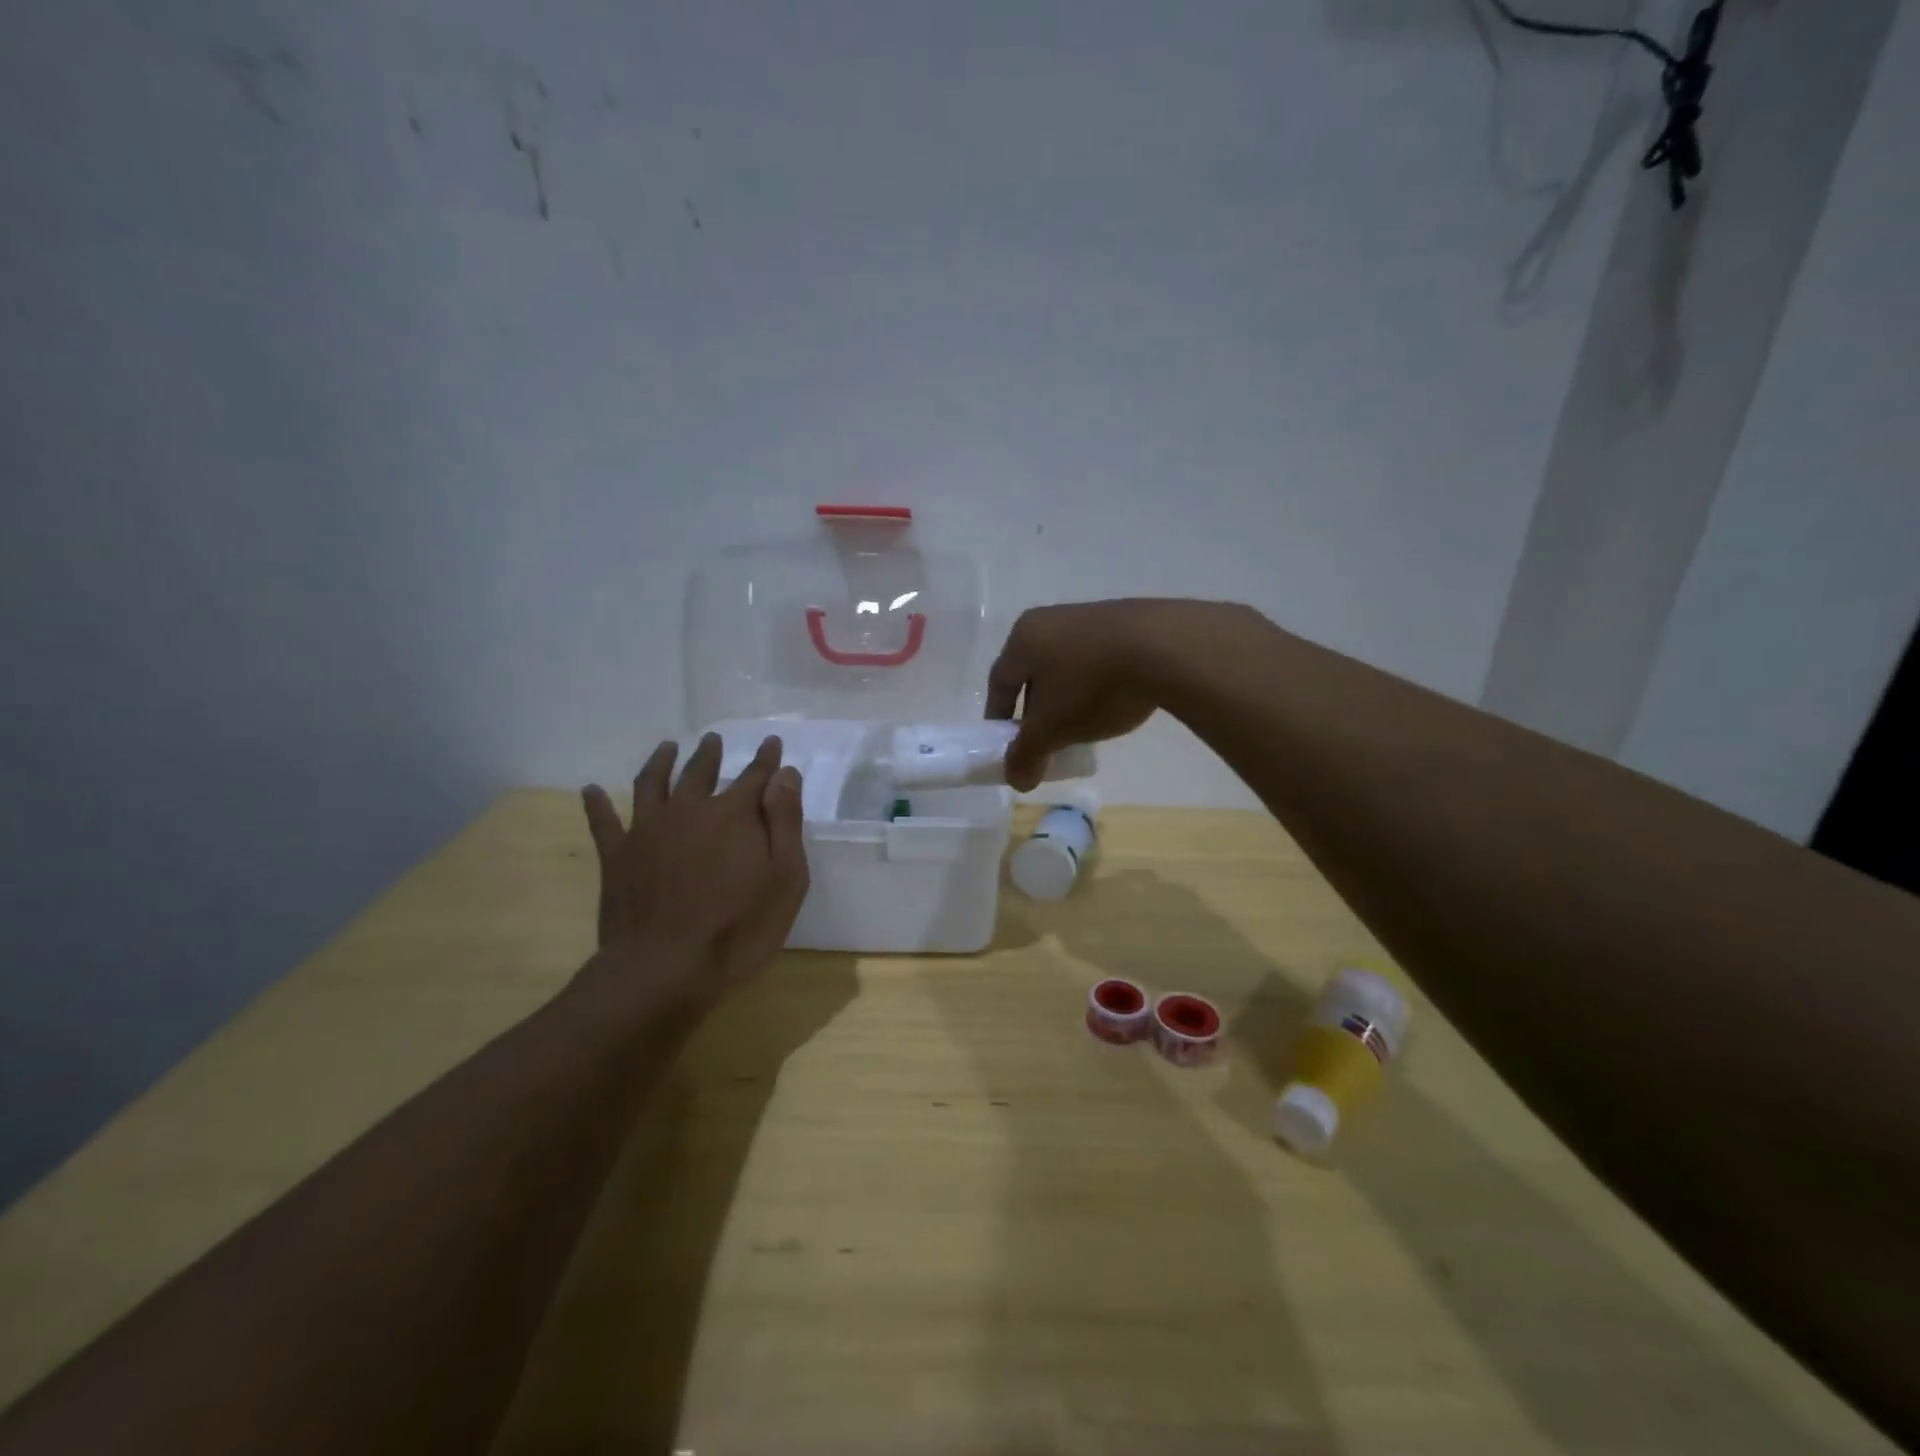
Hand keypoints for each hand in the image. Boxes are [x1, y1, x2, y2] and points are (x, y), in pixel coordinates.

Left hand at [579, 733, 808, 1005]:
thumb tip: (784, 775)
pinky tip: (590, 790)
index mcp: (733, 815)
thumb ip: (785, 823)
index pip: (755, 776)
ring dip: (661, 762)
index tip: (772, 742)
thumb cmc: (738, 929)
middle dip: (710, 753)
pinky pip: (603, 821)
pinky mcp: (617, 856)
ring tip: (667, 748)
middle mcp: (688, 810)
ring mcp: (647, 830)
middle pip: (700, 771)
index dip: (766, 759)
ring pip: (652, 783)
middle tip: (714, 739)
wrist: (664, 969)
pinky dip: (596, 804)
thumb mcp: (785, 879)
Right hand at [987, 599, 1244, 789]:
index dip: (997, 717)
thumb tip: (1016, 781)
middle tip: (1045, 742)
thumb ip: (1027, 755)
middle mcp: (1050, 619)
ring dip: (1067, 699)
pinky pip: (1098, 660)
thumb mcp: (1052, 729)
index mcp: (1023, 638)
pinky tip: (1113, 706)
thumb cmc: (1091, 686)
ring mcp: (1090, 617)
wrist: (1164, 648)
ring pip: (1066, 666)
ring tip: (1081, 728)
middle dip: (1035, 711)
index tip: (1005, 745)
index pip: (998, 682)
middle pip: (1032, 673)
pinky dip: (1096, 685)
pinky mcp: (1126, 622)